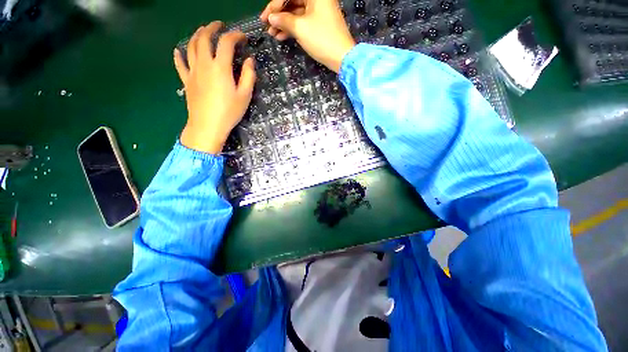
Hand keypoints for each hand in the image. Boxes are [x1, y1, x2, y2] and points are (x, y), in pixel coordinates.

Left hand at [175, 21, 255, 153]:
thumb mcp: (245, 95)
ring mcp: (192, 71)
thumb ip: (248, 76)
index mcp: (220, 67)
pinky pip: (180, 64)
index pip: (226, 43)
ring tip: (203, 31)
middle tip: (219, 25)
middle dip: (212, 28)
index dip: (235, 36)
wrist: (208, 126)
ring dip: (197, 35)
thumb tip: (250, 60)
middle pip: (204, 38)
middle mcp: (204, 64)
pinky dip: (178, 55)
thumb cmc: (229, 112)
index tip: (242, 37)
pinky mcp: (186, 80)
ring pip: (191, 46)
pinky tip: (178, 50)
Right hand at [260, 0, 355, 72]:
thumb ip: (284, 20)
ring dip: (284, 24)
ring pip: (297, 13)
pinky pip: (303, 22)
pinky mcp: (320, 24)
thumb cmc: (322, 39)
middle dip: (279, 15)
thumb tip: (271, 18)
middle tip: (268, 27)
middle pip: (292, 2)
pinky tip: (282, 37)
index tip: (264, 18)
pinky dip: (293, 29)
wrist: (342, 57)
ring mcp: (319, 12)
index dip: (274, 5)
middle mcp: (317, 0)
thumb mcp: (300, 28)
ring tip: (273, 35)